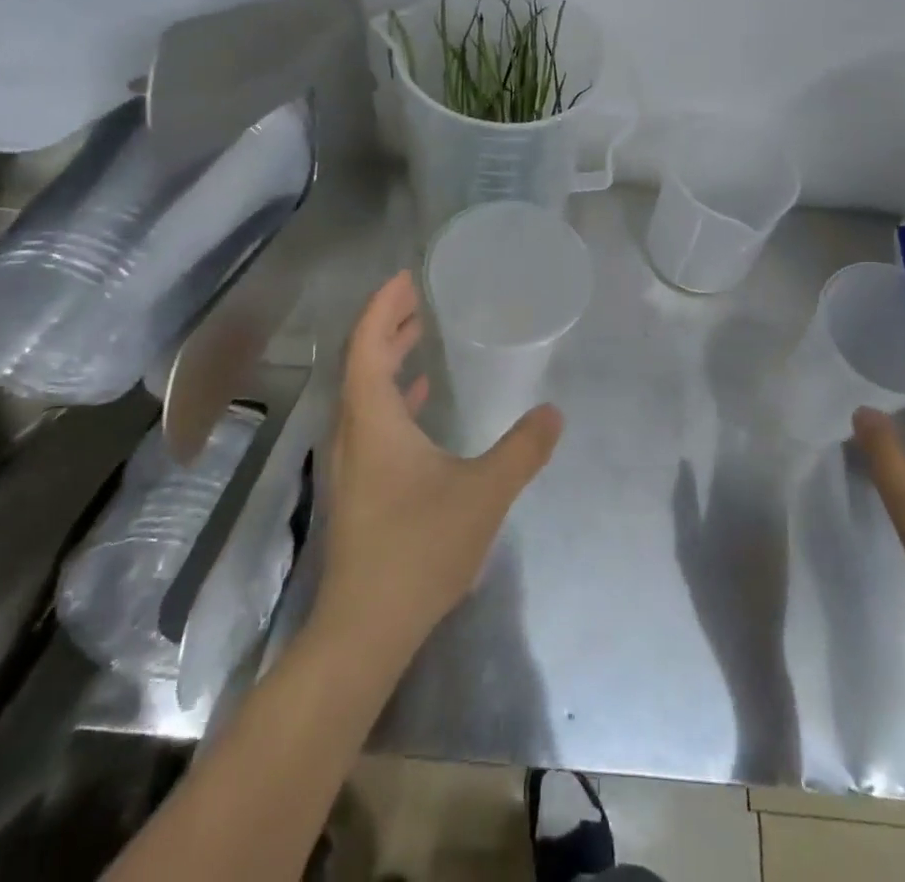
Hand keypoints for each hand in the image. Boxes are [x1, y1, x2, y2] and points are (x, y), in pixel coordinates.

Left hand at [313, 271, 562, 659]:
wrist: (366, 628)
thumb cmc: (420, 548)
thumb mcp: (484, 493)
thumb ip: (523, 449)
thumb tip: (553, 413)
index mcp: (372, 419)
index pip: (368, 343)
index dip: (384, 305)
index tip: (406, 277)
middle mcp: (352, 430)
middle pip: (362, 360)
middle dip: (388, 323)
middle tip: (419, 296)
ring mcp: (351, 460)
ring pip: (364, 390)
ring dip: (389, 357)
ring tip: (420, 333)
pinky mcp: (358, 484)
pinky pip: (371, 418)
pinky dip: (393, 394)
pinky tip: (420, 400)